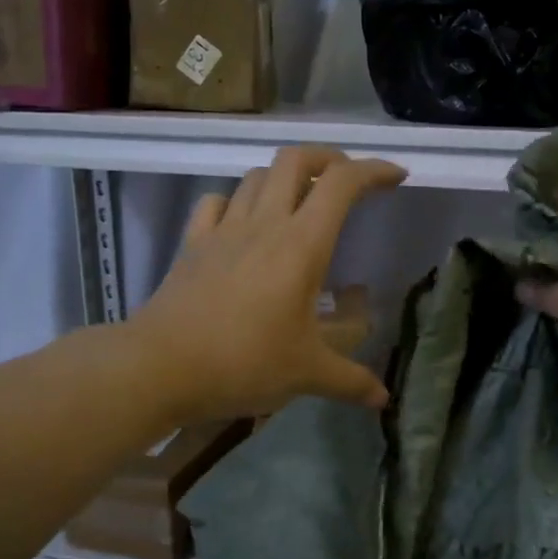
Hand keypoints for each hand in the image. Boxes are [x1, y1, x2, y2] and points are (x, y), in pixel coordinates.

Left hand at [131, 147, 405, 421]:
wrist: (160, 366)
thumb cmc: (244, 362)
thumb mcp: (307, 374)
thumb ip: (351, 381)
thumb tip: (383, 400)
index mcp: (301, 245)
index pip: (343, 185)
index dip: (374, 170)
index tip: (397, 177)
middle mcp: (264, 224)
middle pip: (295, 160)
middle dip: (327, 159)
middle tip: (346, 181)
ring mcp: (223, 230)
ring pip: (255, 177)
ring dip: (283, 179)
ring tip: (299, 204)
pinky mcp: (193, 245)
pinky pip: (216, 204)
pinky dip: (236, 202)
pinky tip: (242, 224)